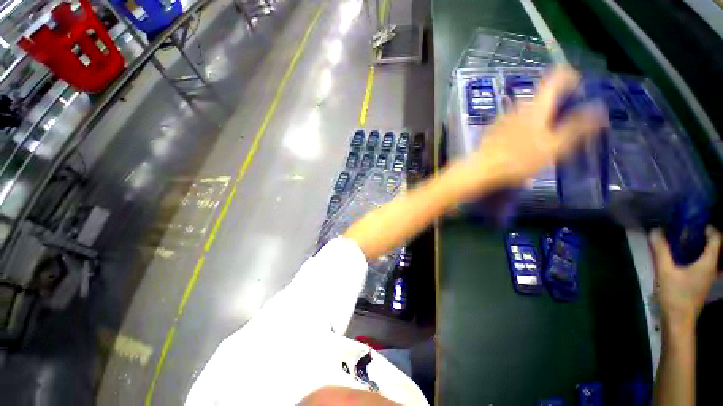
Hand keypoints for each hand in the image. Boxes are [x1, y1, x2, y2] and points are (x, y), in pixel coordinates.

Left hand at [465, 65, 607, 190]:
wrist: (481, 171)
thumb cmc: (518, 160)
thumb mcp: (554, 146)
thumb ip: (578, 127)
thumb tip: (599, 108)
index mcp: (536, 105)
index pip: (556, 77)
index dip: (571, 78)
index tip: (580, 93)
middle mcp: (518, 106)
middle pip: (543, 96)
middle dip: (558, 104)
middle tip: (567, 124)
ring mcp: (503, 118)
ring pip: (528, 109)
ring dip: (542, 117)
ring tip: (547, 137)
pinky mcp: (494, 129)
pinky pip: (515, 121)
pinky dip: (526, 126)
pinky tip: (525, 144)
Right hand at [649, 226, 721, 330]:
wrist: (679, 320)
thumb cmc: (675, 295)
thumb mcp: (665, 271)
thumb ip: (661, 250)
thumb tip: (655, 230)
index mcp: (708, 262)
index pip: (716, 238)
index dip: (708, 228)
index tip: (694, 223)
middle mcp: (713, 268)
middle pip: (714, 247)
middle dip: (702, 237)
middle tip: (685, 231)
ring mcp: (709, 277)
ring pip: (709, 256)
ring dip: (699, 247)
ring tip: (683, 243)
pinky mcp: (702, 283)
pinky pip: (704, 264)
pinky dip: (697, 257)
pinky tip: (683, 259)